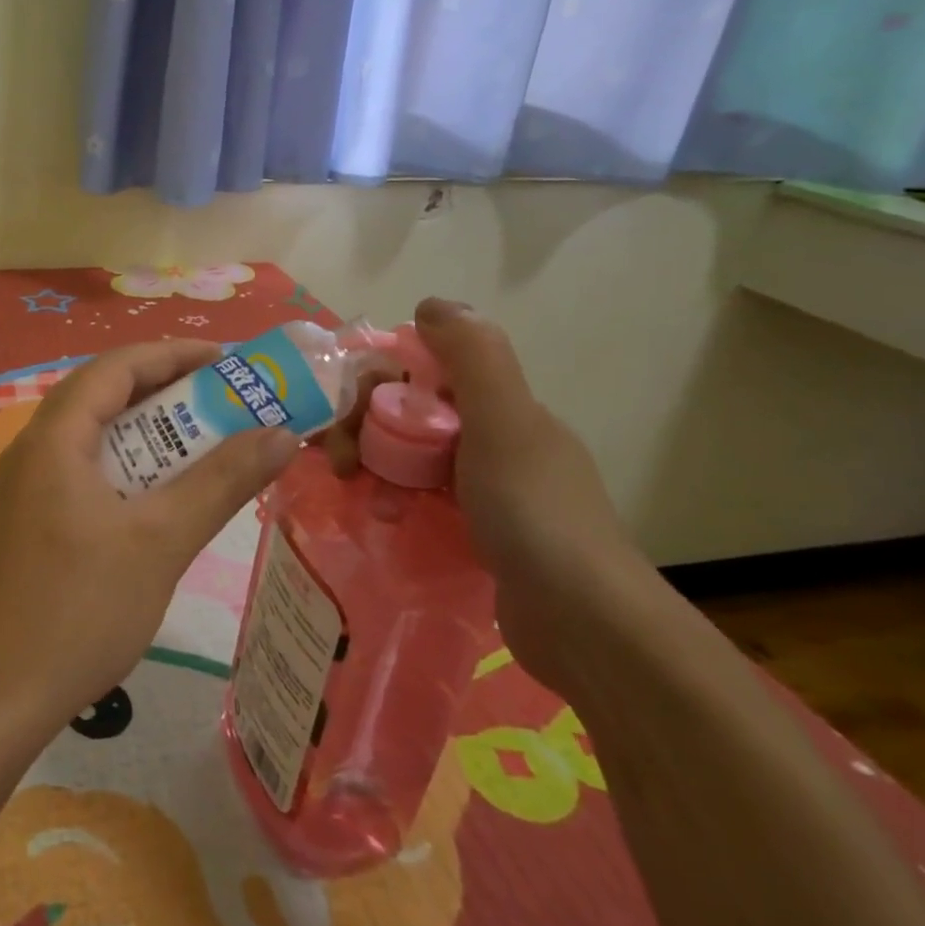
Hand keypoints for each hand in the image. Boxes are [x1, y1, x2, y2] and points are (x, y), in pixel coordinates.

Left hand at [0, 340, 300, 735]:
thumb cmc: (80, 609)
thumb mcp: (161, 541)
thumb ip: (221, 482)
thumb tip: (280, 436)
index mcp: (54, 438)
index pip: (115, 367)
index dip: (173, 354)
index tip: (227, 361)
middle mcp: (32, 450)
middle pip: (102, 396)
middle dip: (165, 392)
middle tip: (223, 402)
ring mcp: (24, 488)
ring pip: (92, 438)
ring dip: (146, 434)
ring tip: (201, 445)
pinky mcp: (27, 522)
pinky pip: (82, 472)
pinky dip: (125, 469)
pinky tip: (156, 500)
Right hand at [325, 298, 652, 695]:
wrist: (584, 623)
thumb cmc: (534, 512)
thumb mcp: (503, 422)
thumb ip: (472, 356)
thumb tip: (431, 303)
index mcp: (501, 408)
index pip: (423, 371)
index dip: (378, 382)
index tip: (348, 412)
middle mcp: (494, 440)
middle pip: (409, 414)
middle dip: (365, 428)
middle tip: (340, 462)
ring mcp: (487, 489)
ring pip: (410, 458)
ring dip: (374, 467)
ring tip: (357, 495)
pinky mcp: (477, 533)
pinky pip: (420, 499)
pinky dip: (394, 501)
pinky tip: (381, 519)